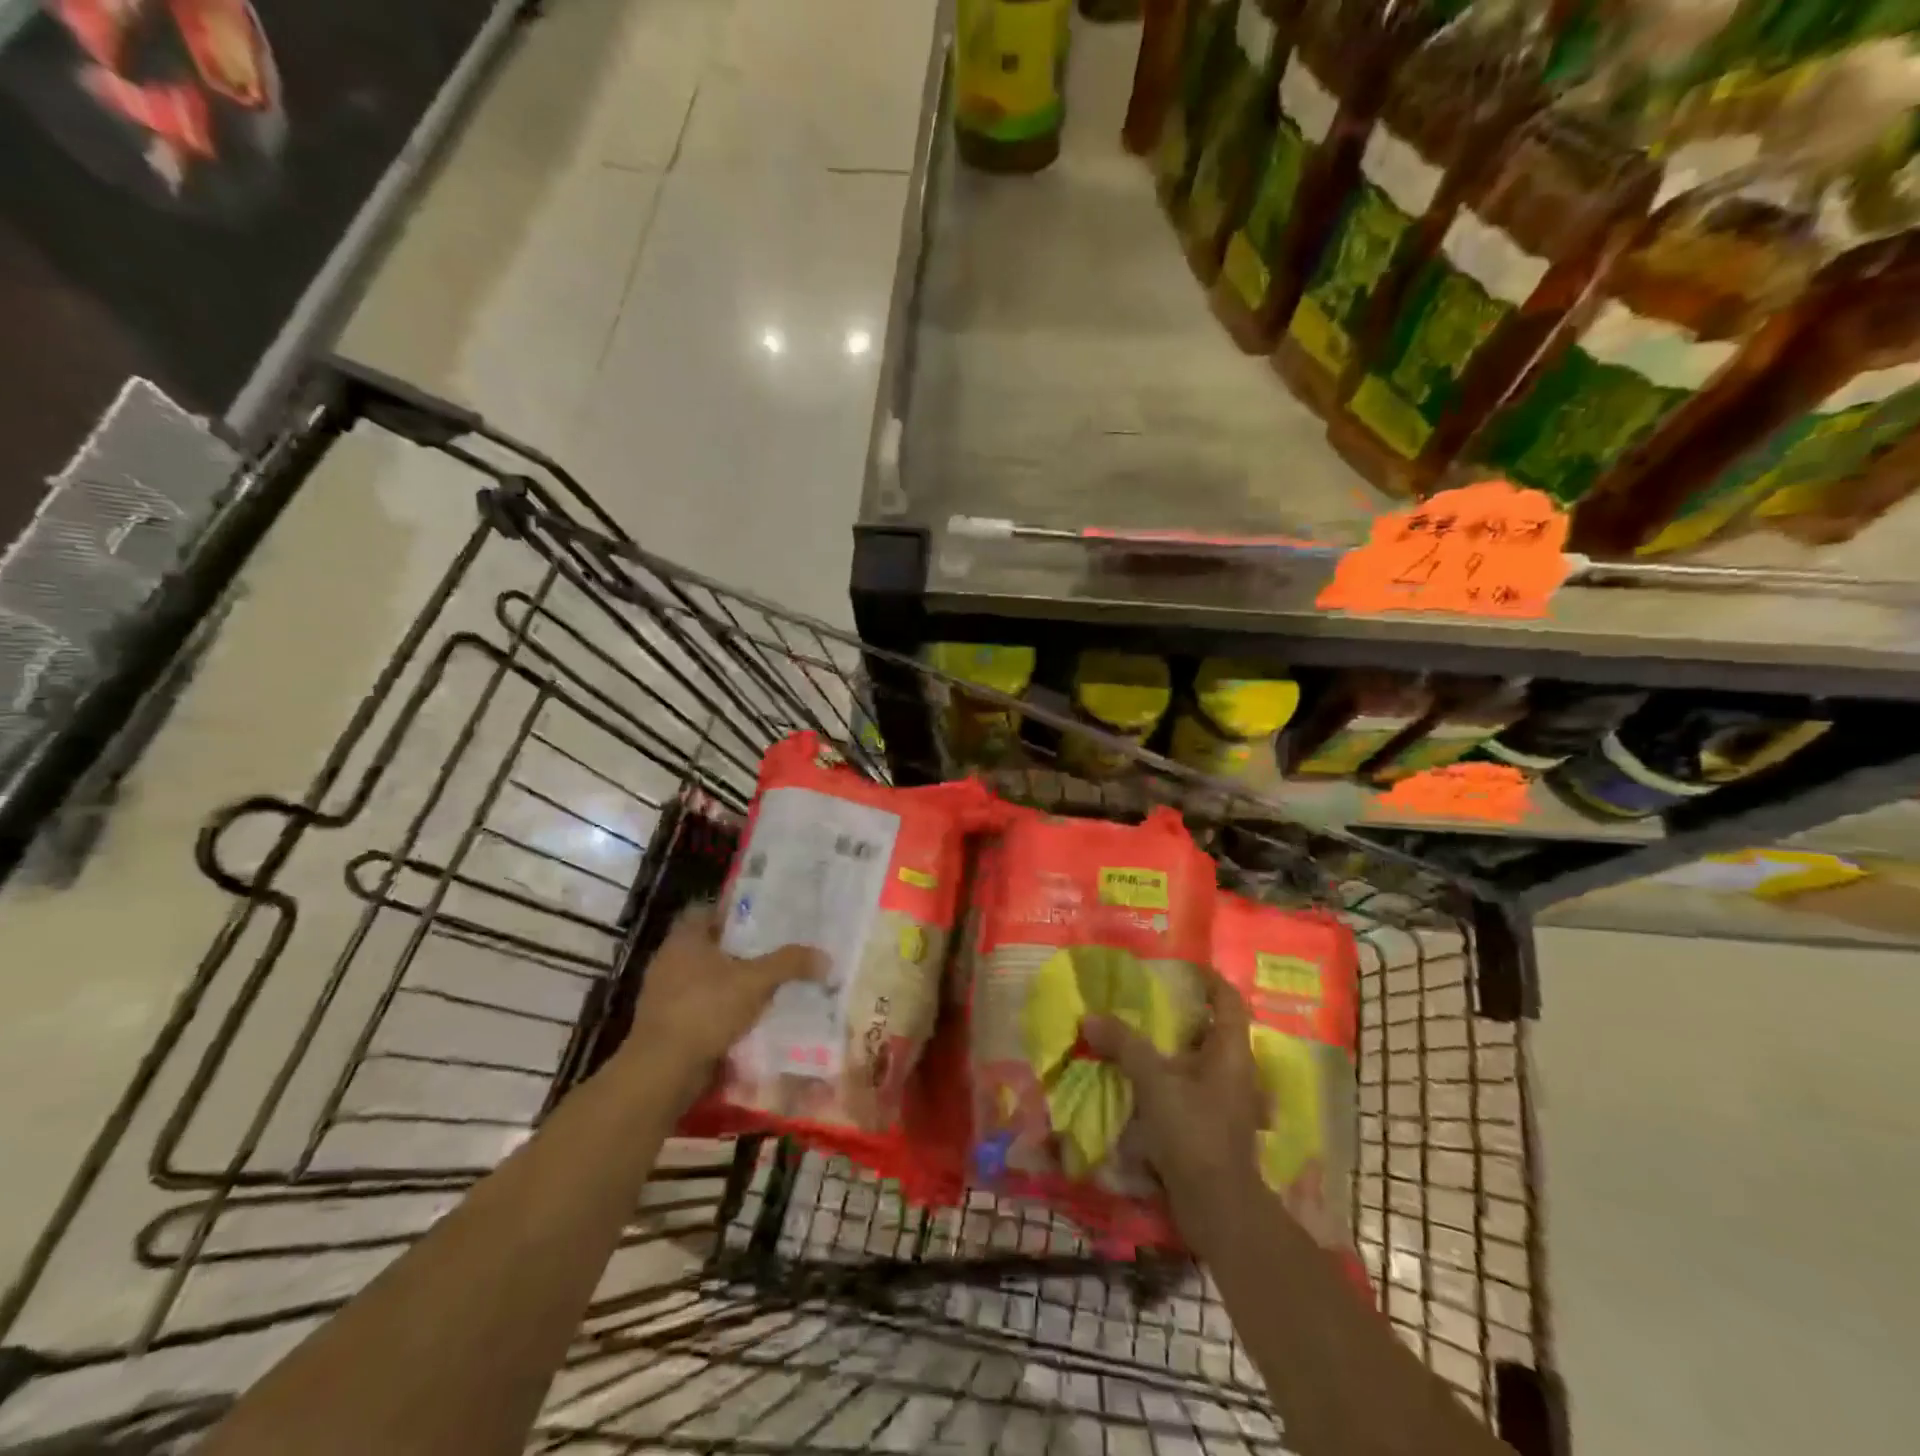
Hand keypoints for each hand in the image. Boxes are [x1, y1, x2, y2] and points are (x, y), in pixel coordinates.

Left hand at [619, 904, 822, 1091]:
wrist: (662, 1070)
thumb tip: (825, 957)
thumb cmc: (705, 1009)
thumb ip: (789, 964)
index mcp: (684, 938)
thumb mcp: (755, 981)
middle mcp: (669, 960)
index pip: (706, 911)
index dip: (733, 912)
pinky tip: (748, 1017)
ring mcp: (664, 994)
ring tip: (767, 984)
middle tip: (773, 950)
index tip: (761, 918)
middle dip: (739, 949)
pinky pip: (701, 1006)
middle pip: (709, 945)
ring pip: (706, 978)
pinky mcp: (666, 1024)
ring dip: (731, 982)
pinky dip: (721, 1009)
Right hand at [1082, 971, 1266, 1245]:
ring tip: (1136, 1036)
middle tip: (1145, 999)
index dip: (1208, 979)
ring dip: (1171, 1048)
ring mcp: (1226, 1102)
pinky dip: (1168, 1079)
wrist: (1217, 1208)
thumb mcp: (1154, 1081)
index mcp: (1232, 1052)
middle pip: (1212, 1029)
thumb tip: (1090, 1017)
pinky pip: (1190, 1089)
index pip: (1229, 1000)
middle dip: (1181, 1014)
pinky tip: (1139, 1081)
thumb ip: (1124, 1045)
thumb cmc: (1194, 1132)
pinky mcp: (1212, 1127)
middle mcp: (1236, 1072)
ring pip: (1199, 1061)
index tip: (1180, 967)